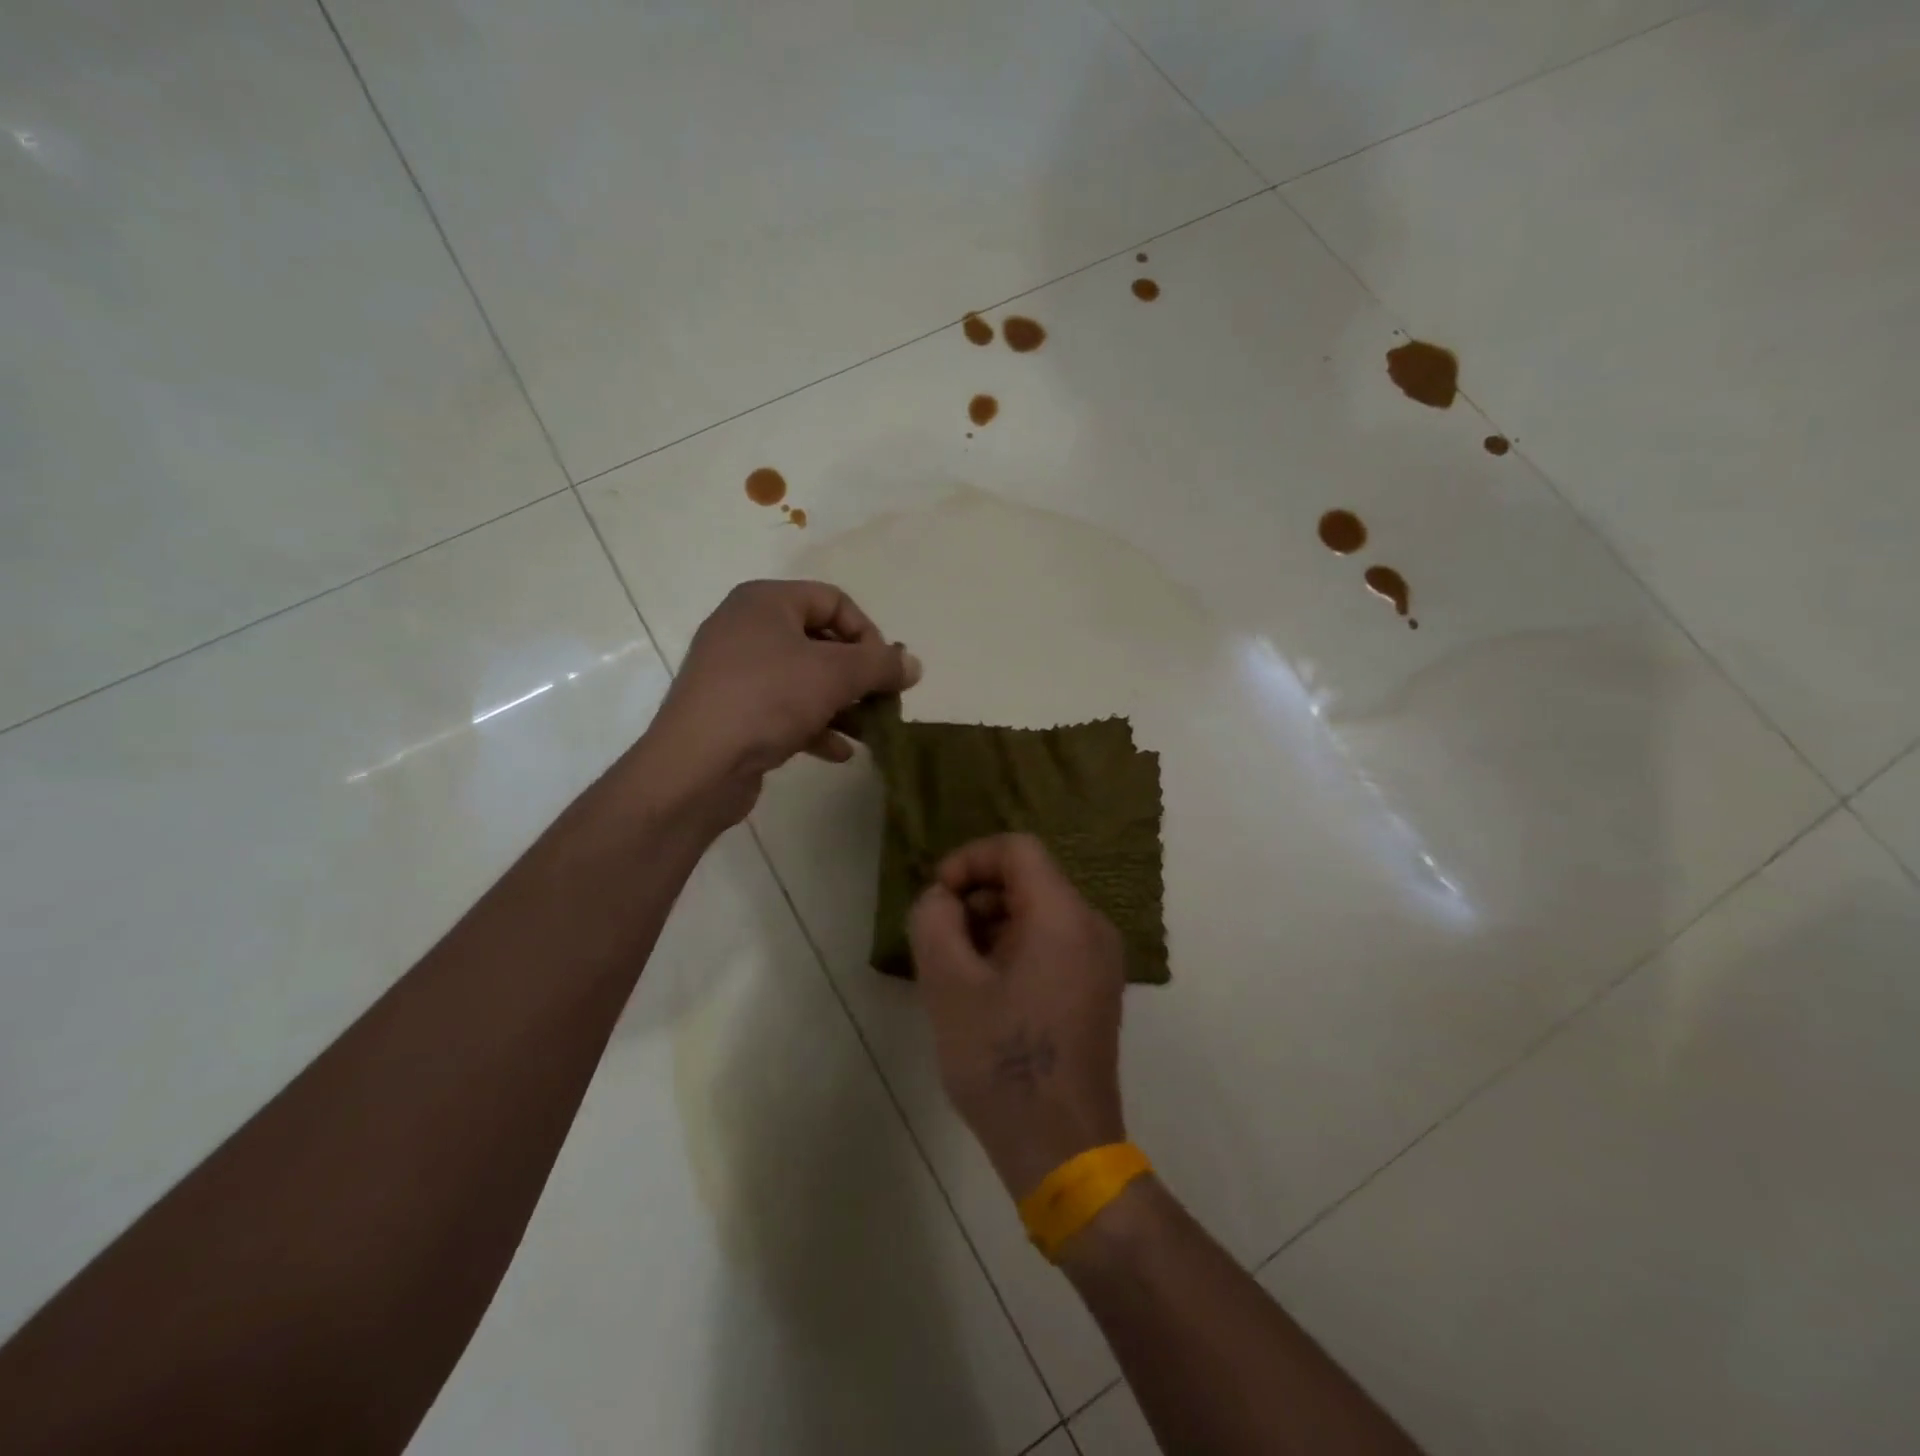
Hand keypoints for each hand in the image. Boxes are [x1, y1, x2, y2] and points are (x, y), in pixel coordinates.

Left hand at [641, 580, 919, 825]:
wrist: (697, 766)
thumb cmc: (768, 700)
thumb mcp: (835, 675)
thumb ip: (881, 665)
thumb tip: (914, 664)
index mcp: (765, 602)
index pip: (834, 601)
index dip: (868, 634)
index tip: (885, 672)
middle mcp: (746, 628)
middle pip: (820, 641)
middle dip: (857, 675)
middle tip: (881, 702)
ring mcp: (735, 672)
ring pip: (804, 679)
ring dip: (841, 705)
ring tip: (868, 731)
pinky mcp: (732, 711)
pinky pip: (783, 709)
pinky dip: (814, 726)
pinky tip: (839, 752)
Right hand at [908, 834, 1127, 1198]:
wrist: (1062, 1147)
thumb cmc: (1003, 1062)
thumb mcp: (949, 985)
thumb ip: (934, 921)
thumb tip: (942, 898)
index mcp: (1063, 916)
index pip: (1017, 849)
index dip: (969, 860)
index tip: (937, 898)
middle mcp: (1092, 927)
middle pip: (1029, 879)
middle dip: (977, 897)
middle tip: (940, 941)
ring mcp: (1100, 960)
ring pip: (1038, 912)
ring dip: (992, 925)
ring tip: (958, 972)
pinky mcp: (1097, 989)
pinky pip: (1052, 943)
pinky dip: (1014, 948)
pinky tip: (987, 993)